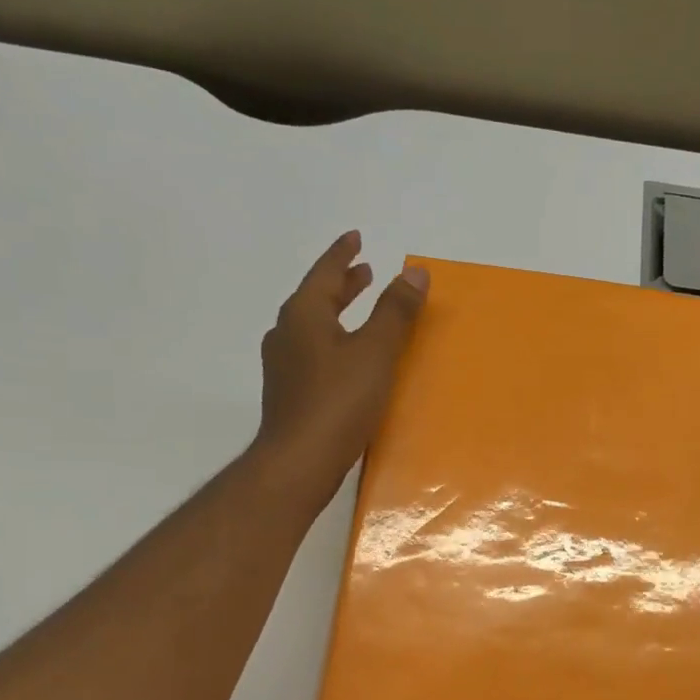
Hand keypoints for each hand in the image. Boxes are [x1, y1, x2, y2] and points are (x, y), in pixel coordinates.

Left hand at [255, 231, 427, 507]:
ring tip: (358, 311)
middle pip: (316, 298)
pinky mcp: (290, 392)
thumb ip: (395, 312)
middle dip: (342, 284)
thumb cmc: (338, 401)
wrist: (299, 461)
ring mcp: (284, 365)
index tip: (357, 238)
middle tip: (365, 272)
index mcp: (304, 315)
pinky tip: (347, 358)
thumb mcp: (375, 352)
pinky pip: (313, 351)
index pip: (325, 272)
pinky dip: (333, 340)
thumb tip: (415, 272)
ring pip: (313, 326)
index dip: (343, 254)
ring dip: (337, 312)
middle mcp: (287, 334)